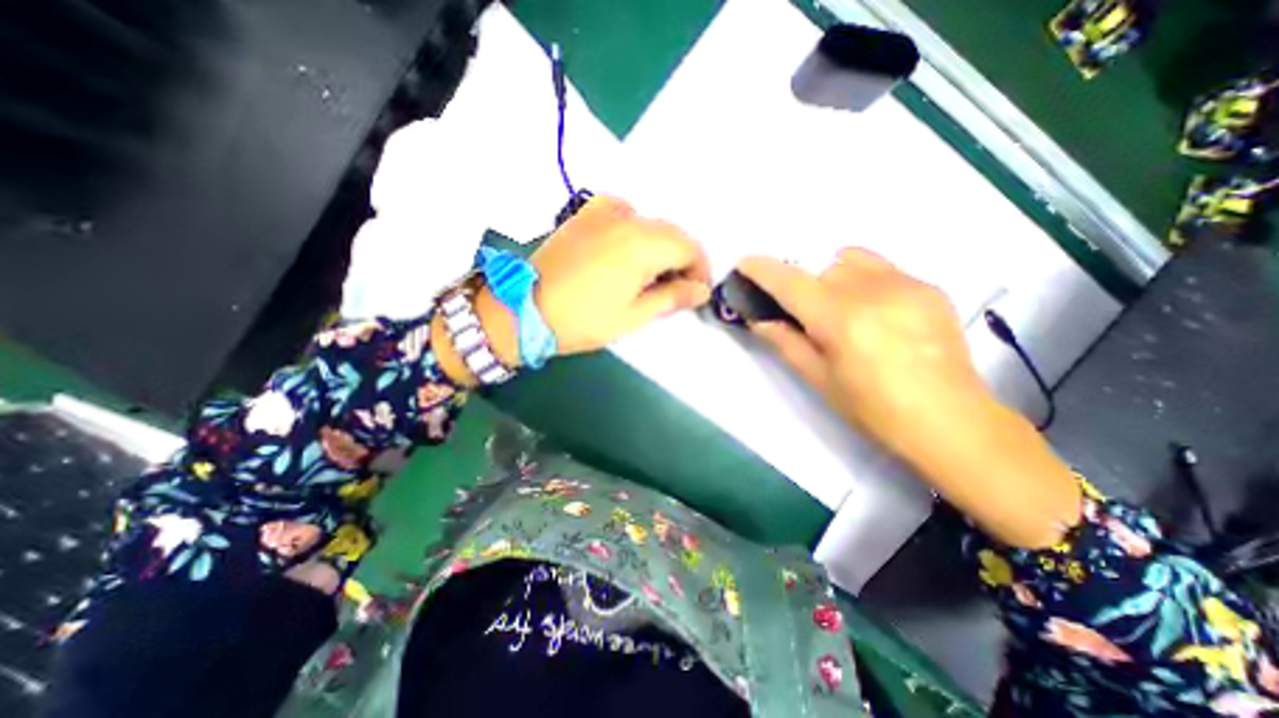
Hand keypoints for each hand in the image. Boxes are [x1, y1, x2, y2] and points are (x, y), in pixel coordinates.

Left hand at [530, 198, 709, 355]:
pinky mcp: (586, 213)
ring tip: (650, 277)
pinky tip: (627, 253)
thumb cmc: (583, 319)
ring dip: (659, 248)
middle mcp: (628, 218)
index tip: (696, 294)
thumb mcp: (633, 316)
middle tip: (676, 290)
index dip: (700, 271)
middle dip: (681, 260)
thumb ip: (672, 298)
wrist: (525, 306)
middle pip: (672, 233)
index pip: (689, 248)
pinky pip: (625, 215)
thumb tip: (701, 291)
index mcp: (643, 243)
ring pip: (650, 224)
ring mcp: (604, 211)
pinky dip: (636, 233)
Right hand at [740, 250, 1076, 546]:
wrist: (952, 422)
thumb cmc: (874, 410)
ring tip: (847, 312)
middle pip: (823, 269)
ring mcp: (907, 285)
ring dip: (836, 280)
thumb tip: (760, 320)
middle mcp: (873, 291)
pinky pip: (883, 270)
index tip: (745, 262)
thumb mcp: (820, 380)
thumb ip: (786, 343)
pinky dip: (866, 283)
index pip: (792, 283)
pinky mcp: (930, 288)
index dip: (764, 270)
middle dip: (807, 288)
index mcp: (841, 319)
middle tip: (811, 319)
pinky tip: (878, 316)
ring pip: (853, 262)